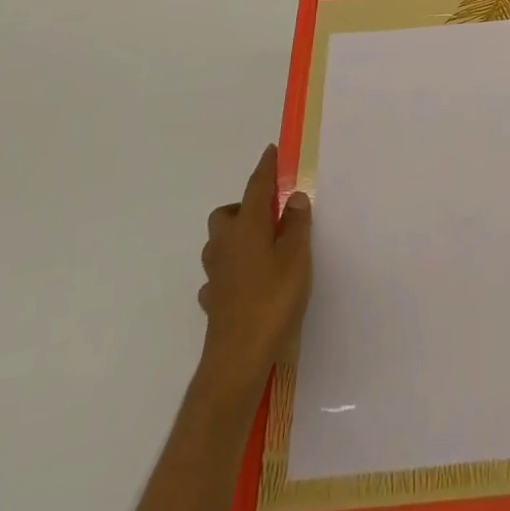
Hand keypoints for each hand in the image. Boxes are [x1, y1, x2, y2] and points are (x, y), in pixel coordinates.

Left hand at [197, 144, 312, 393]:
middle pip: (226, 214)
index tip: (271, 151)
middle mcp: (225, 244)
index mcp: (247, 227)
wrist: (237, 359)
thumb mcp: (296, 256)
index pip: (255, 188)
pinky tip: (248, 281)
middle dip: (243, 208)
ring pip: (219, 243)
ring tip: (262, 247)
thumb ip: (296, 224)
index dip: (265, 168)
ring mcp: (215, 274)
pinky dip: (232, 270)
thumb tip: (293, 197)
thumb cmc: (272, 300)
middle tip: (269, 215)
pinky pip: (219, 274)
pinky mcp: (213, 300)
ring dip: (236, 238)